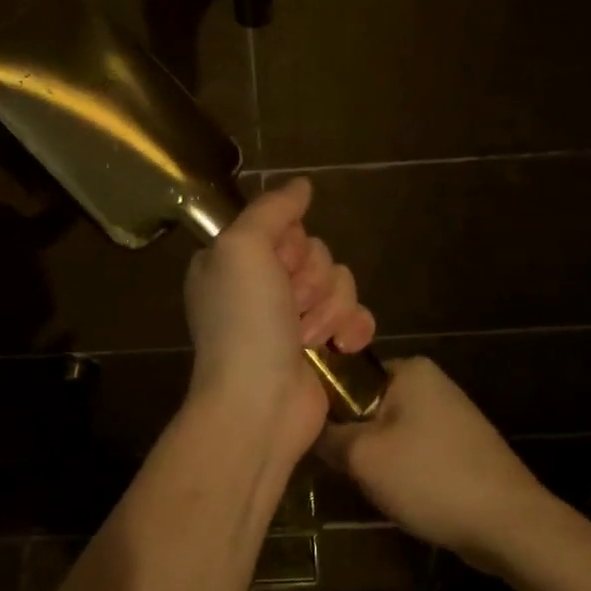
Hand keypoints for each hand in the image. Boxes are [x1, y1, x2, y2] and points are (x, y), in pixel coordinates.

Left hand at [184, 177, 376, 465]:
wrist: (259, 405)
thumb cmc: (244, 324)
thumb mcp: (242, 248)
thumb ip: (271, 209)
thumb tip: (301, 185)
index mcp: (234, 260)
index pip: (283, 225)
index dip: (291, 242)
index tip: (279, 264)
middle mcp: (261, 285)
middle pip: (316, 253)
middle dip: (312, 279)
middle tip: (290, 306)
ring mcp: (293, 318)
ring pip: (340, 282)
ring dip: (329, 308)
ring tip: (307, 338)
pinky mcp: (322, 345)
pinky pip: (356, 315)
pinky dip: (353, 328)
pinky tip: (341, 345)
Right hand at [317, 356, 553, 569]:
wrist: (508, 524)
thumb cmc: (430, 478)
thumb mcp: (362, 457)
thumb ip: (327, 436)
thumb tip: (308, 427)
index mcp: (409, 368)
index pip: (347, 374)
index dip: (324, 405)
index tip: (311, 436)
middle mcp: (431, 382)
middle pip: (367, 405)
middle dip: (352, 436)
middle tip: (340, 467)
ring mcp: (449, 415)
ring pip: (388, 431)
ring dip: (375, 457)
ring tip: (367, 485)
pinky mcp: (460, 446)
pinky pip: (413, 450)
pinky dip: (401, 470)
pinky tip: (398, 495)